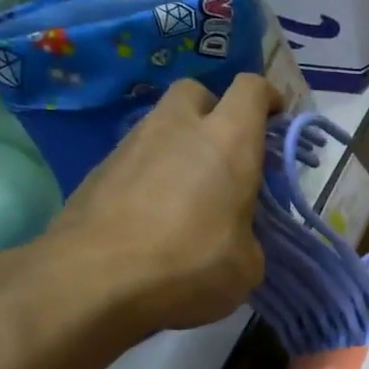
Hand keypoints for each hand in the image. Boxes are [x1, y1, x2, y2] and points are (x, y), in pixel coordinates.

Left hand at [50, 75, 278, 337]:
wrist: (94, 279)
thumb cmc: (188, 265)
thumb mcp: (245, 266)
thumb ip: (248, 237)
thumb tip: (235, 239)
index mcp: (228, 141)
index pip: (251, 89)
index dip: (267, 97)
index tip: (275, 119)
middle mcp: (178, 128)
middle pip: (197, 92)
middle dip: (213, 111)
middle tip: (223, 151)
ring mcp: (131, 145)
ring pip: (160, 125)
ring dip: (177, 145)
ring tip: (185, 192)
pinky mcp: (98, 170)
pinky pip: (133, 159)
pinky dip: (148, 175)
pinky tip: (149, 215)